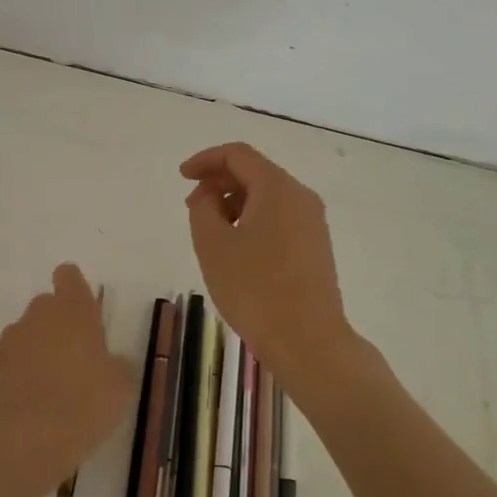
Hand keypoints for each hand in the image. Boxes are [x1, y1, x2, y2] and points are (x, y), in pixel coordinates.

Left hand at [0, 264, 136, 496]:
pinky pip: (11, 358)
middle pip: (47, 304)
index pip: (68, 275)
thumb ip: (116, 364)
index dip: (74, 288)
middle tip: (74, 358)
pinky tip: (31, 398)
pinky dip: (20, 370)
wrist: (32, 437)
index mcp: (75, 309)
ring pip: (28, 332)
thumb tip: (111, 361)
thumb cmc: (87, 402)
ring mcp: (12, 337)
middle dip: (58, 323)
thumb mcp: (121, 385)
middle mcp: (40, 314)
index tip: (83, 313)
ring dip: (38, 347)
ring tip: (51, 384)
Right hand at [181, 142, 352, 391]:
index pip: (238, 155)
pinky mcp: (315, 247)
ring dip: (234, 203)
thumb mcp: (213, 244)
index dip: (205, 160)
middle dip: (218, 182)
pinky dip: (252, 220)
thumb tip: (211, 196)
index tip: (182, 177)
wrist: (308, 341)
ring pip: (267, 197)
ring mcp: (313, 223)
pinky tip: (236, 248)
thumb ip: (203, 207)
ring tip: (210, 232)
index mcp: (277, 187)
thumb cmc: (254, 288)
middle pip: (255, 173)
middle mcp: (301, 197)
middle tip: (191, 207)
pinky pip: (279, 218)